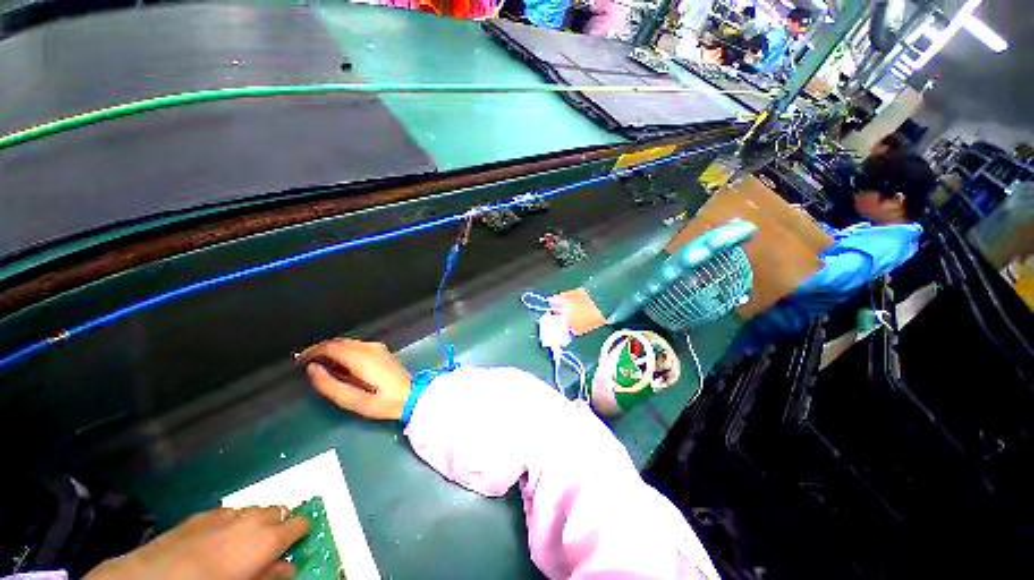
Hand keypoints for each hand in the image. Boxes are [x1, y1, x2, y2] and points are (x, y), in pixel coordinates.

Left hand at [85, 506, 308, 579]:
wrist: (160, 576)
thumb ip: (272, 575)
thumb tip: (290, 567)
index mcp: (270, 537)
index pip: (301, 523)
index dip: (302, 533)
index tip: (297, 543)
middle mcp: (255, 518)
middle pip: (280, 511)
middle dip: (280, 524)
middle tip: (270, 544)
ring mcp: (229, 513)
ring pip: (255, 509)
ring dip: (257, 521)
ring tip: (244, 541)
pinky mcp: (206, 513)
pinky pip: (231, 512)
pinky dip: (234, 521)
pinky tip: (219, 538)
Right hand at [297, 338, 411, 420]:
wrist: (412, 395)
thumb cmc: (383, 402)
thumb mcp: (352, 400)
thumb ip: (329, 384)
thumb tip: (312, 369)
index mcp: (360, 357)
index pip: (330, 346)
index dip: (311, 351)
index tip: (299, 361)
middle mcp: (369, 347)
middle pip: (338, 342)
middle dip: (319, 350)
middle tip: (306, 363)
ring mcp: (377, 347)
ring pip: (347, 342)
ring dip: (331, 350)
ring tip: (319, 365)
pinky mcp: (381, 351)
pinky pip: (356, 346)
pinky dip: (343, 351)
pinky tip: (339, 364)